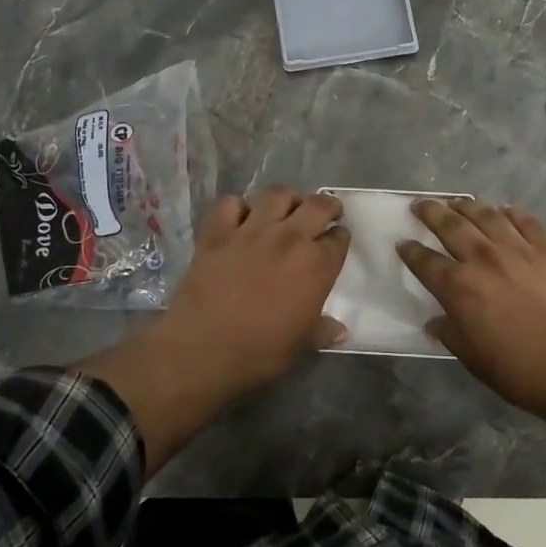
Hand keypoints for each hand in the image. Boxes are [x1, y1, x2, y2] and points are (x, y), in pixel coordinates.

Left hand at [78, 187, 348, 477]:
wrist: (203, 349)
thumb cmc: (260, 352)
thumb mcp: (301, 345)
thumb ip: (322, 331)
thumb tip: (341, 331)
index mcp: (317, 266)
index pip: (339, 238)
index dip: (339, 238)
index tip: (335, 243)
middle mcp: (290, 238)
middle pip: (317, 205)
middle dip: (326, 206)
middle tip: (323, 213)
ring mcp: (252, 230)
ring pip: (276, 194)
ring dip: (285, 199)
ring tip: (284, 210)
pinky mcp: (218, 232)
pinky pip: (231, 203)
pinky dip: (237, 207)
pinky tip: (239, 219)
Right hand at [398, 200, 545, 421]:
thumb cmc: (520, 370)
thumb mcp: (473, 359)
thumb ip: (451, 334)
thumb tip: (435, 322)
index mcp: (459, 287)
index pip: (425, 262)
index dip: (410, 251)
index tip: (402, 242)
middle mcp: (483, 258)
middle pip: (450, 225)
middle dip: (431, 212)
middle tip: (421, 204)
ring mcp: (518, 249)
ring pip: (486, 215)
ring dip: (467, 205)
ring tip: (458, 201)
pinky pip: (526, 221)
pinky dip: (511, 213)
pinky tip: (505, 211)